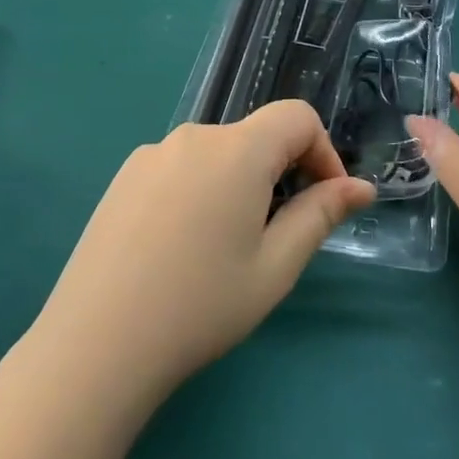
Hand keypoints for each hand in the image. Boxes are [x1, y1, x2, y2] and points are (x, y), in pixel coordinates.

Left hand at [31, 104, 374, 401]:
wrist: (97, 342)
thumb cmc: (201, 305)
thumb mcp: (275, 266)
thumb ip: (320, 215)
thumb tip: (361, 187)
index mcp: (237, 149)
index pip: (297, 116)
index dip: (323, 151)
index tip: (324, 200)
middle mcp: (193, 136)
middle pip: (255, 136)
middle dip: (280, 173)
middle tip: (275, 238)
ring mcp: (151, 154)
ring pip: (216, 155)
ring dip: (238, 184)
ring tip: (224, 249)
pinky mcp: (124, 177)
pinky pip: (180, 168)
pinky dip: (200, 191)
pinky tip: (181, 247)